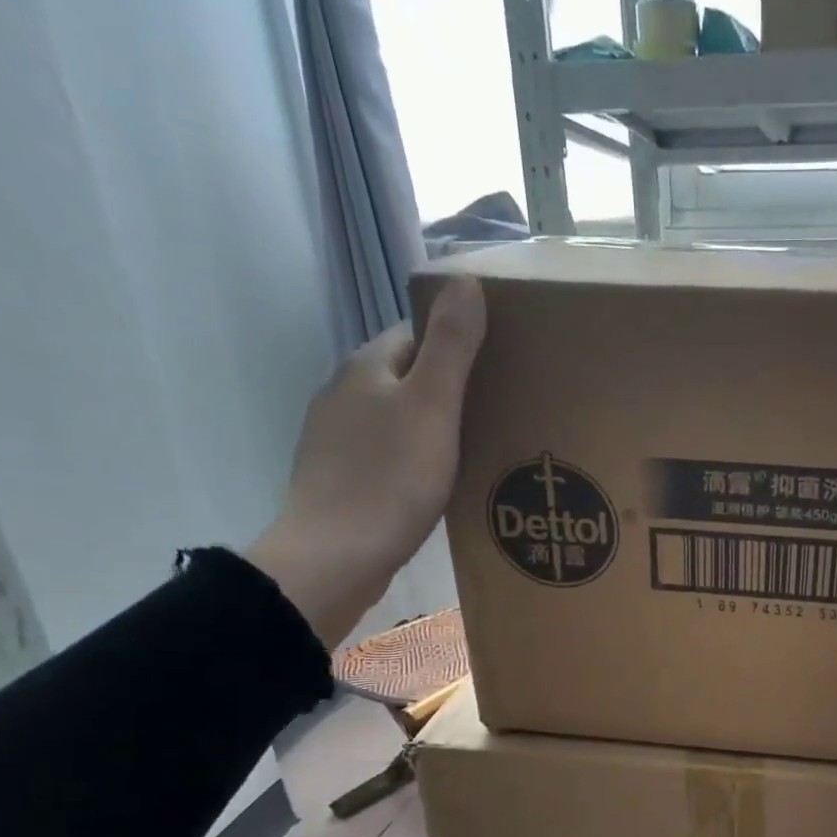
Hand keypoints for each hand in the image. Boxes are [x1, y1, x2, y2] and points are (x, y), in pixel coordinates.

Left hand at [246, 276, 486, 647]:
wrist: (336, 556)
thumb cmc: (390, 478)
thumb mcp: (432, 406)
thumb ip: (451, 347)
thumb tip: (465, 280)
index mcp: (366, 368)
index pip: (416, 334)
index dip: (458, 343)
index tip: (500, 365)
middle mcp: (344, 395)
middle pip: (407, 376)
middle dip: (449, 387)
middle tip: (500, 410)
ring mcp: (337, 439)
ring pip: (396, 418)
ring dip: (433, 425)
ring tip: (479, 448)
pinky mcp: (341, 479)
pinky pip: (388, 454)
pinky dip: (415, 459)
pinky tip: (439, 483)